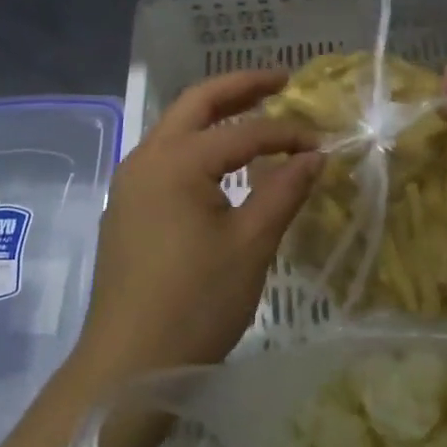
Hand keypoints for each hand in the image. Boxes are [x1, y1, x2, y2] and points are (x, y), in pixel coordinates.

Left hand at [75, 70, 322, 379]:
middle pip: (197, 103)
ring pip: (176, 127)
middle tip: (281, 81)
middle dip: (240, 87)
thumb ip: (283, 191)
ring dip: (215, 114)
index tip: (321, 143)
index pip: (243, 131)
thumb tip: (313, 156)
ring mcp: (130, 181)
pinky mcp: (126, 206)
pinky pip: (165, 156)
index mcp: (177, 161)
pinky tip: (221, 163)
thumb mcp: (250, 246)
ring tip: (255, 112)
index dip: (286, 133)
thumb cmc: (194, 304)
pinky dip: (197, 144)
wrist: (125, 365)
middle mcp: (147, 157)